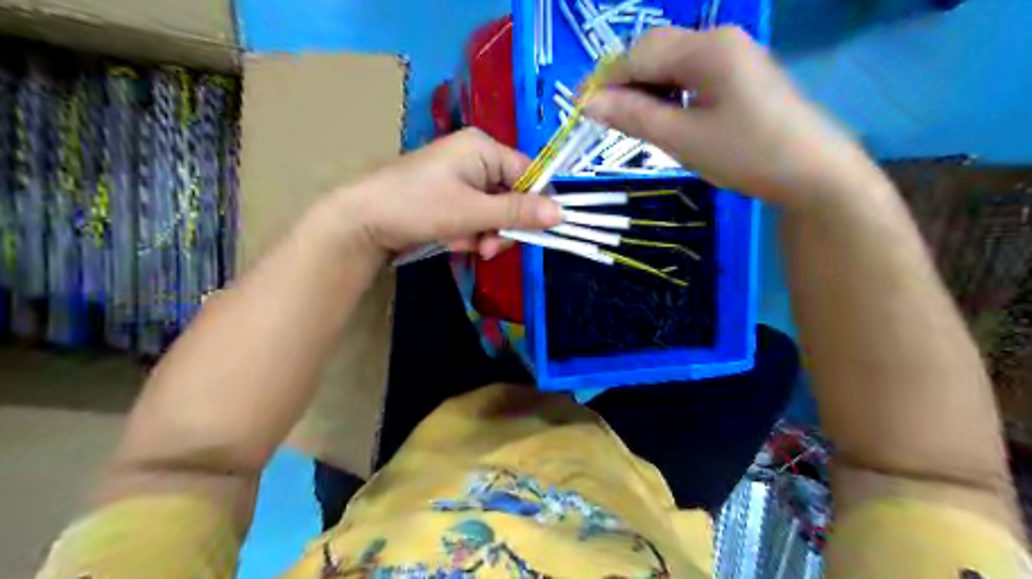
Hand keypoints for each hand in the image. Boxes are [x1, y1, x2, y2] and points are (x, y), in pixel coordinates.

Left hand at [325, 128, 564, 259]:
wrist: (362, 221)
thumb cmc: (419, 206)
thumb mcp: (472, 211)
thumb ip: (517, 212)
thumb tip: (562, 213)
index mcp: (483, 148)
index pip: (529, 173)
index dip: (537, 204)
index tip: (537, 233)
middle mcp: (476, 158)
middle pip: (512, 196)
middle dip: (503, 226)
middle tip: (488, 248)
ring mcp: (461, 178)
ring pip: (494, 211)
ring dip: (485, 233)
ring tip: (466, 246)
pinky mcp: (450, 197)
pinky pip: (475, 216)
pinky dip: (469, 233)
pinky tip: (452, 241)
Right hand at [584, 27, 881, 206]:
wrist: (813, 173)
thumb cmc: (747, 155)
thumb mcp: (683, 139)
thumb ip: (635, 116)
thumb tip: (589, 104)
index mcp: (706, 48)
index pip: (639, 55)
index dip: (604, 81)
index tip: (579, 110)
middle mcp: (719, 39)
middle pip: (655, 51)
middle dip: (624, 82)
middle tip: (604, 120)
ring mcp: (733, 54)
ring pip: (672, 63)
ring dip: (645, 88)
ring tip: (631, 122)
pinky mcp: (740, 74)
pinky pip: (691, 74)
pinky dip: (668, 93)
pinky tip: (664, 116)